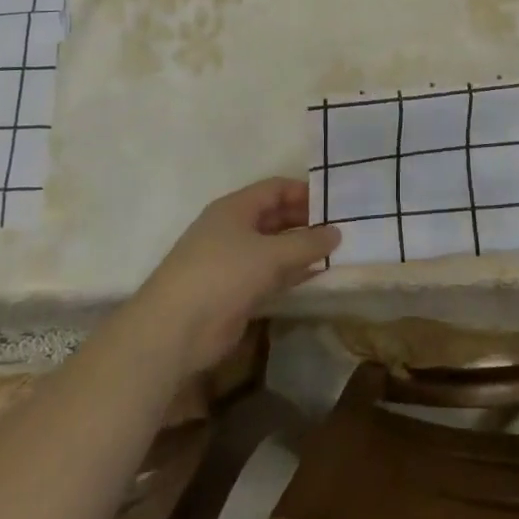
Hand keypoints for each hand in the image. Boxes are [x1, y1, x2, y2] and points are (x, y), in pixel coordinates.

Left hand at [134, 178, 340, 374]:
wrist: (176, 329)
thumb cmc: (223, 275)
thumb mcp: (270, 254)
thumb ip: (307, 243)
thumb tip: (336, 233)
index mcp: (235, 208)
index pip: (275, 188)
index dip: (304, 192)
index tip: (335, 202)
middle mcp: (233, 229)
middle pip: (275, 217)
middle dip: (306, 222)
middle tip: (342, 230)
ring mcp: (232, 261)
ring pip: (274, 248)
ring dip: (301, 250)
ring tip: (337, 253)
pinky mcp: (235, 291)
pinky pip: (270, 275)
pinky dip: (291, 274)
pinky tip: (317, 277)